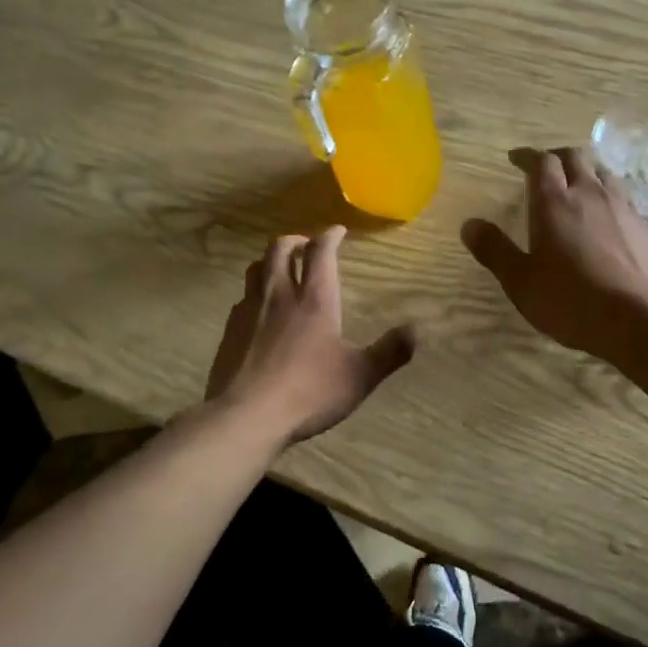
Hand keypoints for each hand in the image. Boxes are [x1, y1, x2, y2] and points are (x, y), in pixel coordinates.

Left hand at [206, 227, 414, 443]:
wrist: (246, 416)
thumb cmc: (309, 392)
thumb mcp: (359, 376)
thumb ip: (390, 352)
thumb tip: (417, 330)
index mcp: (314, 300)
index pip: (321, 253)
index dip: (330, 236)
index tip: (337, 231)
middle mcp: (279, 295)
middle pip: (279, 250)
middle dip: (295, 240)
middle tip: (305, 244)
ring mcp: (250, 311)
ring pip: (255, 269)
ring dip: (270, 261)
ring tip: (280, 268)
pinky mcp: (230, 331)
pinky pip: (242, 299)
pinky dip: (254, 293)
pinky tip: (259, 311)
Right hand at [461, 146, 647, 361]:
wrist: (639, 320)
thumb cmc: (571, 301)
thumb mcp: (521, 282)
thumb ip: (494, 250)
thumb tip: (469, 224)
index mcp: (554, 202)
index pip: (541, 162)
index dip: (526, 156)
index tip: (515, 159)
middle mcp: (589, 194)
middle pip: (575, 157)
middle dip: (556, 157)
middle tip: (544, 168)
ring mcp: (622, 207)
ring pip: (603, 173)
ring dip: (586, 172)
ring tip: (576, 186)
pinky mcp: (645, 226)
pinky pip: (624, 197)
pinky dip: (608, 196)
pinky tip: (606, 217)